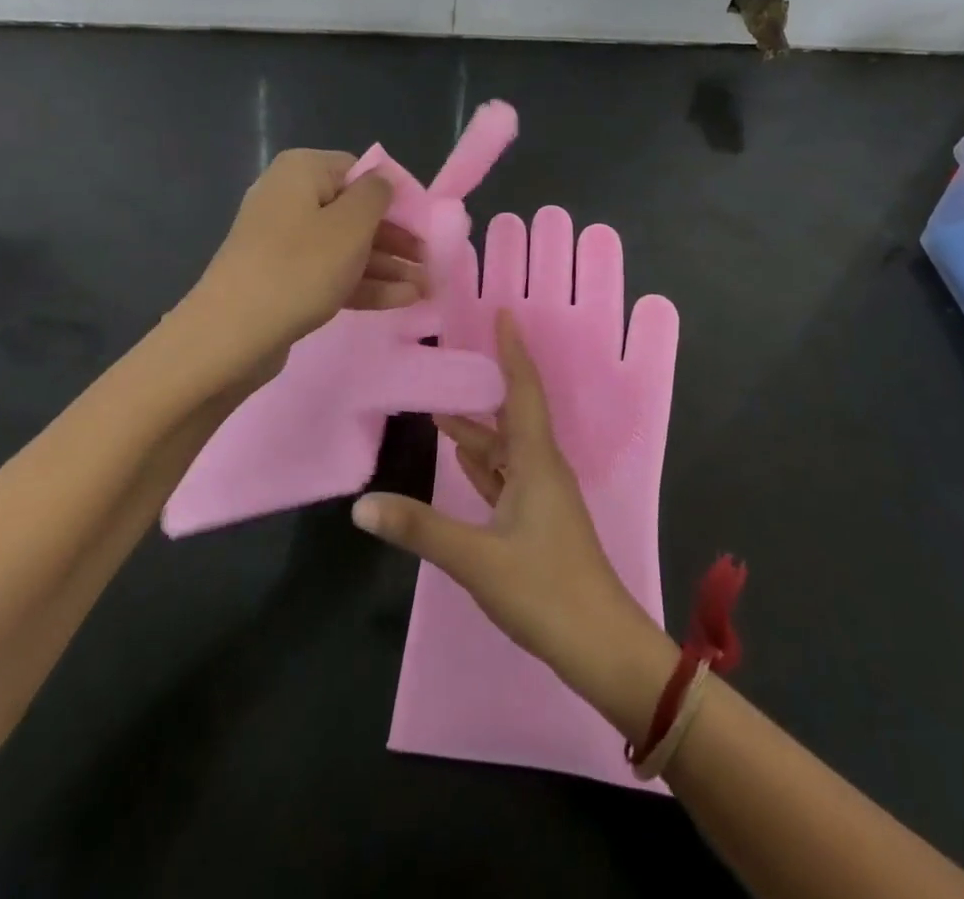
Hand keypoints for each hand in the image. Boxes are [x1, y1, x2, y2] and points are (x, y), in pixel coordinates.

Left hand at [188, 150, 425, 367]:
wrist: (231, 334)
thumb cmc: (299, 267)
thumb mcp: (350, 224)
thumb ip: (376, 195)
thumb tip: (383, 180)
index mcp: (302, 171)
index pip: (359, 171)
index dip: (395, 197)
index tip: (424, 224)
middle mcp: (290, 198)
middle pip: (355, 212)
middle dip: (396, 239)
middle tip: (430, 261)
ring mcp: (284, 242)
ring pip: (346, 247)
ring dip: (387, 266)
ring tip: (426, 289)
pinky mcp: (283, 278)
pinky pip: (330, 272)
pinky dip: (365, 283)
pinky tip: (403, 300)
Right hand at [352, 310, 658, 690]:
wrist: (603, 649)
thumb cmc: (546, 592)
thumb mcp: (477, 559)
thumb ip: (420, 528)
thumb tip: (361, 505)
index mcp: (537, 462)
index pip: (524, 390)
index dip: (513, 351)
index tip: (503, 313)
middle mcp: (543, 470)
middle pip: (514, 414)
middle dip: (487, 383)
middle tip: (453, 357)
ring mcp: (543, 498)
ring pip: (507, 448)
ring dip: (478, 428)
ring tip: (440, 409)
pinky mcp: (538, 523)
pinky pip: (508, 476)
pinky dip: (484, 462)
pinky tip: (463, 457)